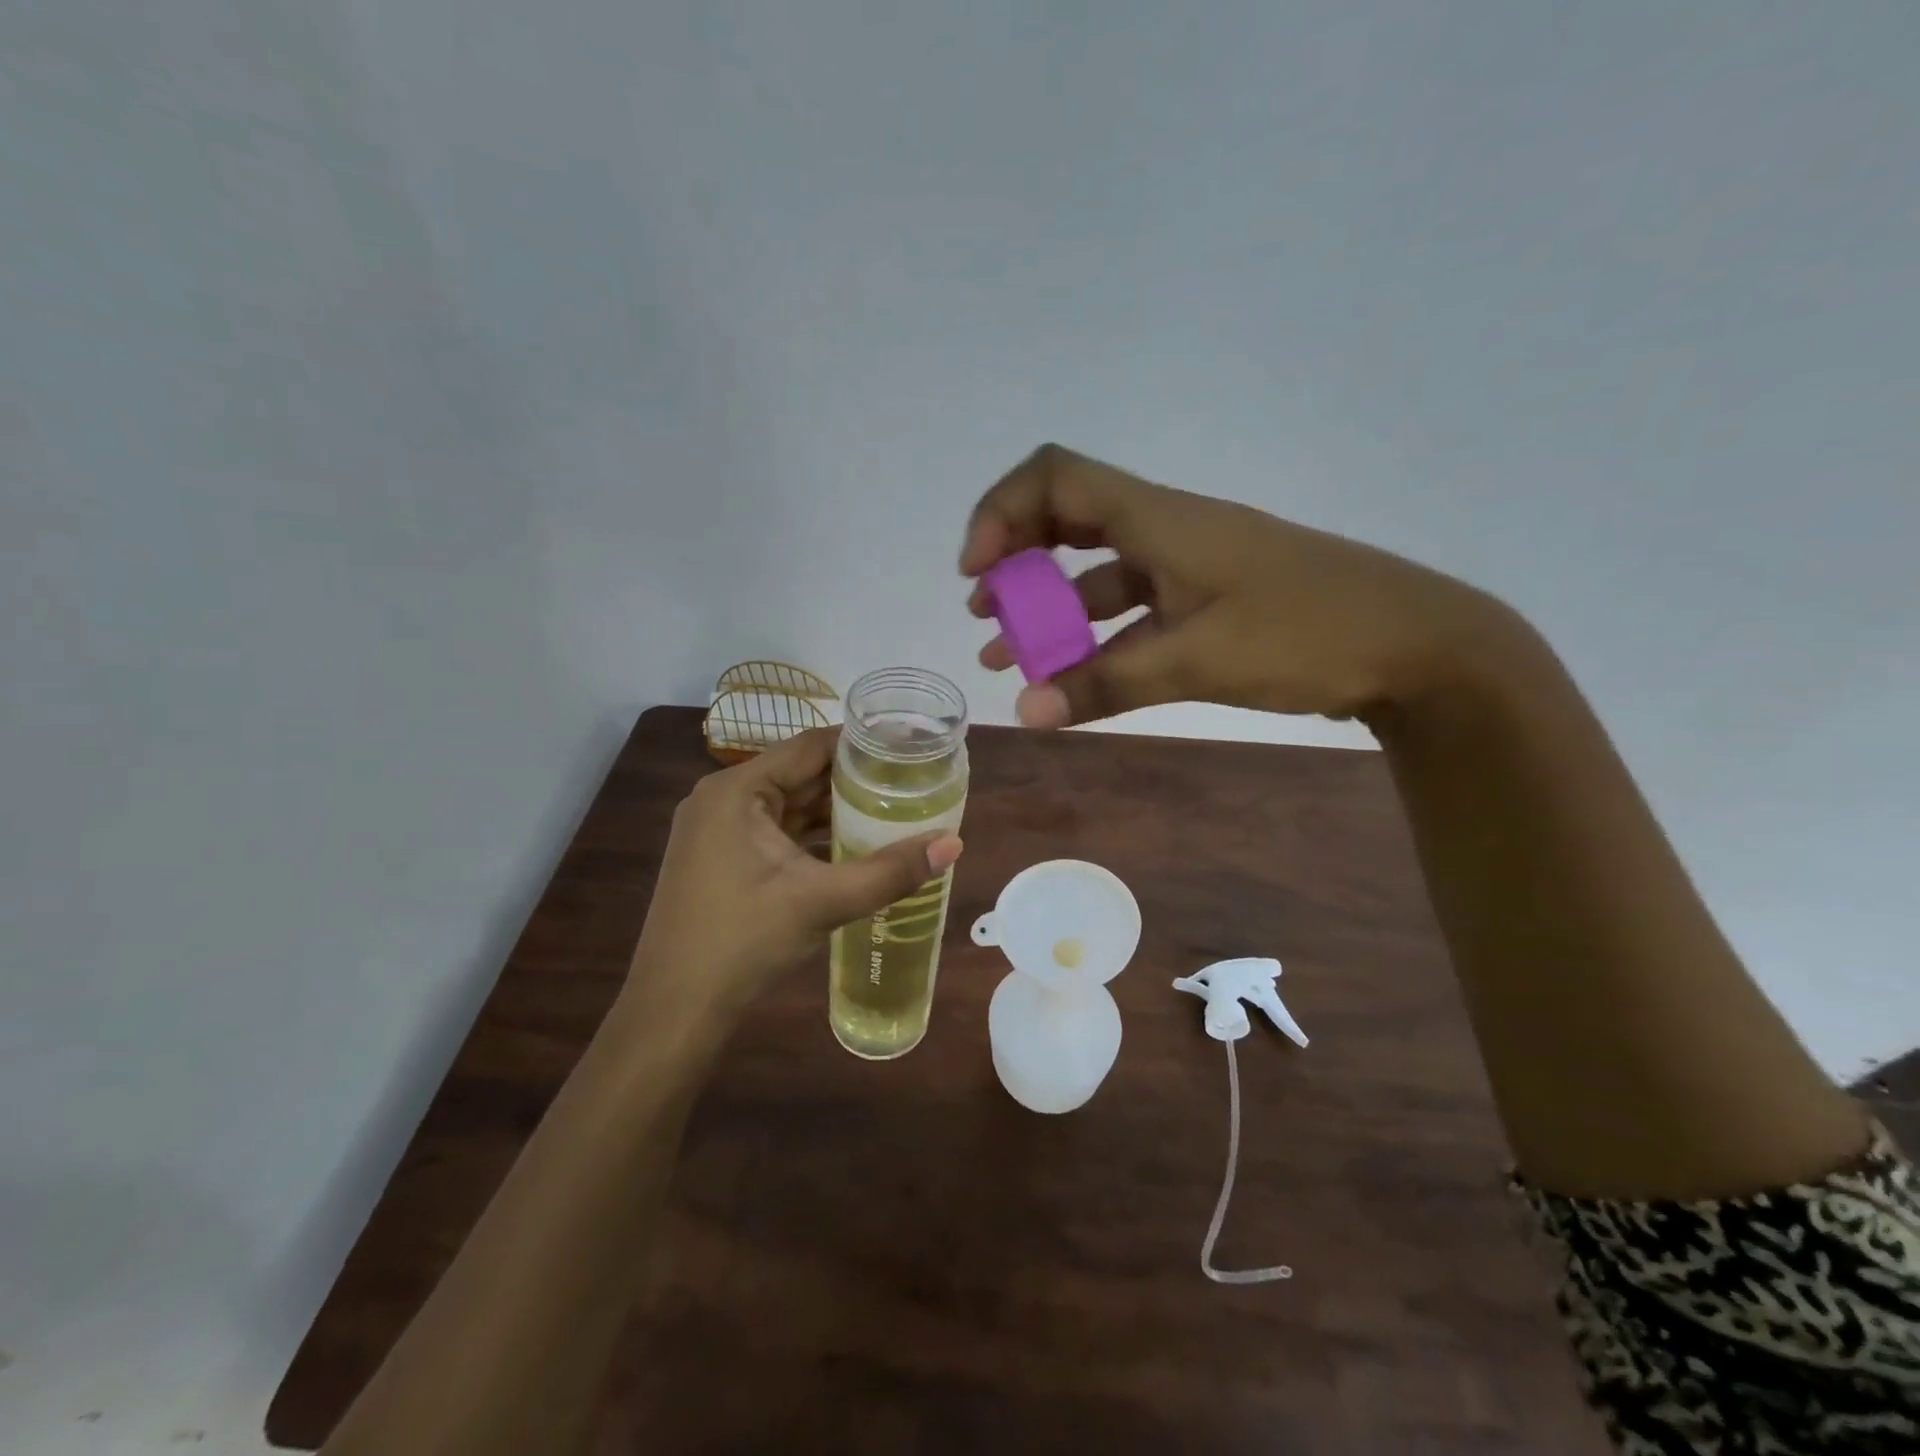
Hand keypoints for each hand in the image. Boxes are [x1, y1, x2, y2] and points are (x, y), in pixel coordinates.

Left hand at [629, 728, 963, 1019]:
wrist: (675, 1010)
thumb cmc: (742, 942)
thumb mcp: (821, 902)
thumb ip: (890, 872)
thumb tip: (954, 844)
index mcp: (737, 790)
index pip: (810, 746)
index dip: (861, 745)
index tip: (909, 749)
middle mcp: (723, 799)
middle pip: (801, 774)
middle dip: (855, 780)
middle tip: (911, 782)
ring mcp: (719, 830)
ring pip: (791, 805)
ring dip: (837, 810)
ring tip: (895, 809)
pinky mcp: (723, 859)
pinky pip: (778, 832)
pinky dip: (814, 836)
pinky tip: (855, 846)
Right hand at [962, 444, 1521, 728]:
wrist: (1415, 644)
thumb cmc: (1307, 633)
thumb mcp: (1197, 660)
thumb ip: (1105, 684)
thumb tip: (1023, 713)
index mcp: (1158, 519)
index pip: (1056, 476)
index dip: (1002, 511)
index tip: (976, 571)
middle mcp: (1164, 531)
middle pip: (1067, 519)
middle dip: (1015, 561)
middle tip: (984, 610)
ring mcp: (1186, 568)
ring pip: (1095, 574)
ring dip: (1047, 609)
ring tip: (1004, 653)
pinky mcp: (1205, 603)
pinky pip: (1130, 612)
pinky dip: (1093, 639)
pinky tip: (1071, 677)